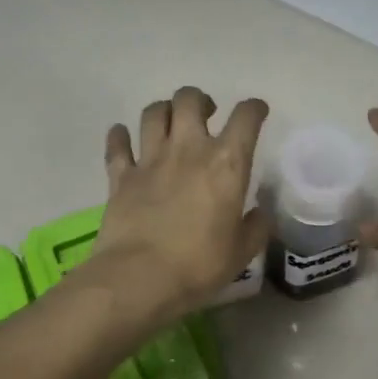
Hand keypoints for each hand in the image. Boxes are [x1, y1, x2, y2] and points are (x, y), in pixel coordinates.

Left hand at [95, 86, 269, 321]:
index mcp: (227, 163)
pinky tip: (123, 137)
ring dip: (164, 111)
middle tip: (205, 116)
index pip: (246, 118)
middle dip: (200, 101)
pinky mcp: (120, 176)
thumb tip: (260, 213)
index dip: (254, 109)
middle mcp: (188, 149)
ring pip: (154, 113)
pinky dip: (120, 136)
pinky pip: (117, 144)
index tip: (257, 112)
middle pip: (190, 100)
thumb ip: (255, 227)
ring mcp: (150, 159)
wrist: (140, 278)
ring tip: (169, 124)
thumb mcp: (242, 252)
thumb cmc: (199, 265)